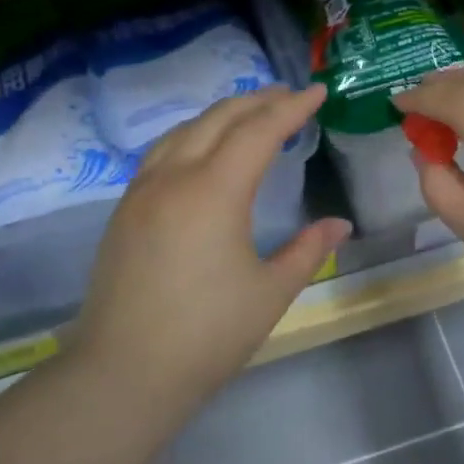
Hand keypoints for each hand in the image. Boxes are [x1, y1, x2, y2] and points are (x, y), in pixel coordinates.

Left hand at [72, 85, 350, 419]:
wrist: (125, 371)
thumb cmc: (208, 334)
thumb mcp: (271, 292)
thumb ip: (308, 250)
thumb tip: (339, 224)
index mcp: (214, 191)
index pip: (258, 132)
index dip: (291, 108)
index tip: (317, 91)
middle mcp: (173, 178)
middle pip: (218, 120)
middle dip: (256, 102)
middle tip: (289, 96)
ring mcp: (141, 192)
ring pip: (183, 131)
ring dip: (220, 116)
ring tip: (248, 116)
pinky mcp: (123, 212)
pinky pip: (161, 154)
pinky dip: (190, 136)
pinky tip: (201, 152)